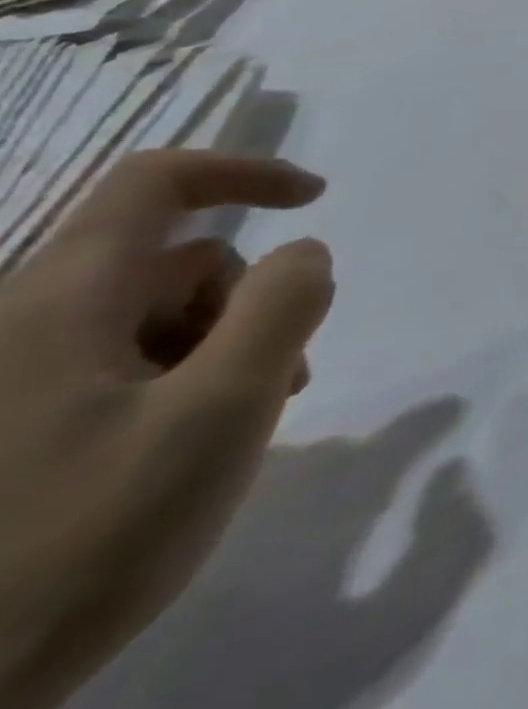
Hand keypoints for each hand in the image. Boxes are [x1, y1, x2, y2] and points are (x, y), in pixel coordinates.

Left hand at [0, 151, 332, 708]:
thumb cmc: (86, 536)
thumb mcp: (220, 412)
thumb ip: (282, 310)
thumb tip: (306, 252)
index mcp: (64, 303)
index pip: (156, 182)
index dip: (246, 172)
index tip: (317, 200)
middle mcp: (28, 322)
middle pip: (176, 261)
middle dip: (248, 301)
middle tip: (279, 373)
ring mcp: (17, 376)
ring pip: (158, 316)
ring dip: (225, 347)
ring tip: (242, 420)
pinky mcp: (18, 421)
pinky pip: (125, 364)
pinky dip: (185, 380)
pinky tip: (197, 442)